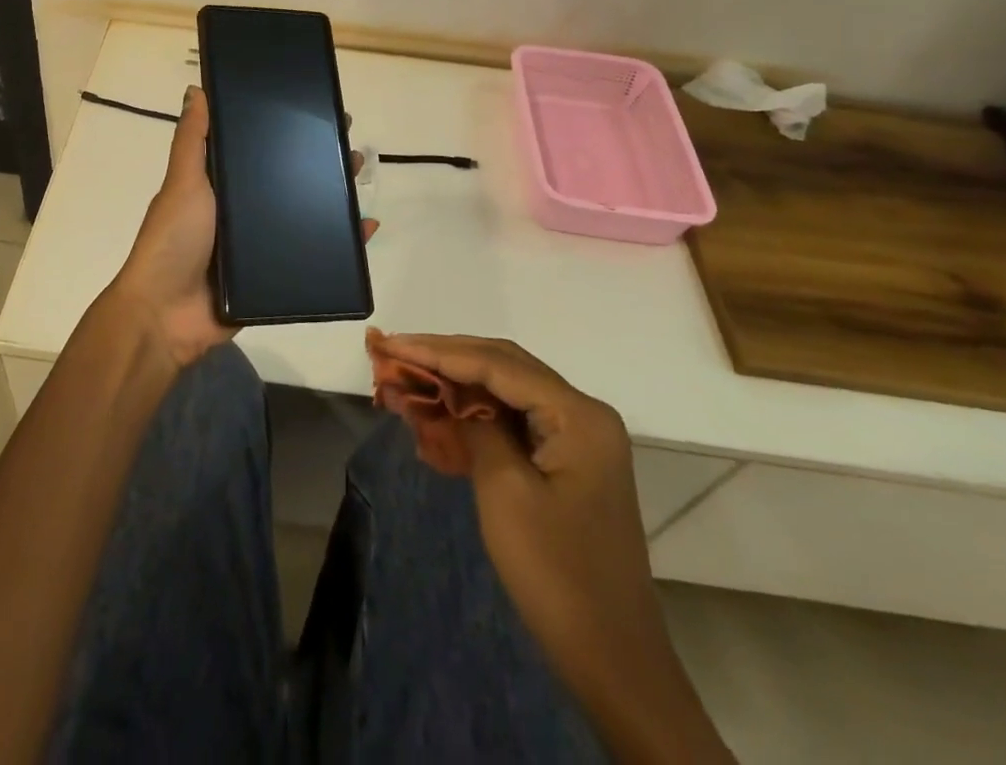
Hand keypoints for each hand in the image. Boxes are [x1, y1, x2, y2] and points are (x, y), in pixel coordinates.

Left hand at [109, 86, 378, 372]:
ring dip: (334, 199)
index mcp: (219, 186)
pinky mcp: (274, 279)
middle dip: (319, 163)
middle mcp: (240, 212)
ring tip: (360, 178)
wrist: (166, 316)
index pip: (258, 151)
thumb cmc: (173, 240)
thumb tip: (197, 89)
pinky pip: (313, 256)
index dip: (286, 133)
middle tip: (351, 146)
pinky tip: (365, 229)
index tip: (317, 113)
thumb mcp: (182, 183)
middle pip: (288, 181)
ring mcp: (258, 247)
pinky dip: (341, 244)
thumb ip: (192, 140)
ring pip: (304, 216)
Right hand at [371, 334, 732, 761]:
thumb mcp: (504, 490)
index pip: (497, 364)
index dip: (439, 351)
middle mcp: (583, 413)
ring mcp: (578, 437)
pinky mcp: (568, 461)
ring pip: (507, 390)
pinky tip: (439, 415)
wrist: (613, 660)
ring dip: (458, 383)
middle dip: (447, 358)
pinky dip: (475, 413)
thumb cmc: (557, 573)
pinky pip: (515, 419)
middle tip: (396, 354)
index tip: (392, 344)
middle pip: (504, 366)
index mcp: (578, 414)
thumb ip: (474, 424)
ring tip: (410, 376)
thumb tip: (446, 387)